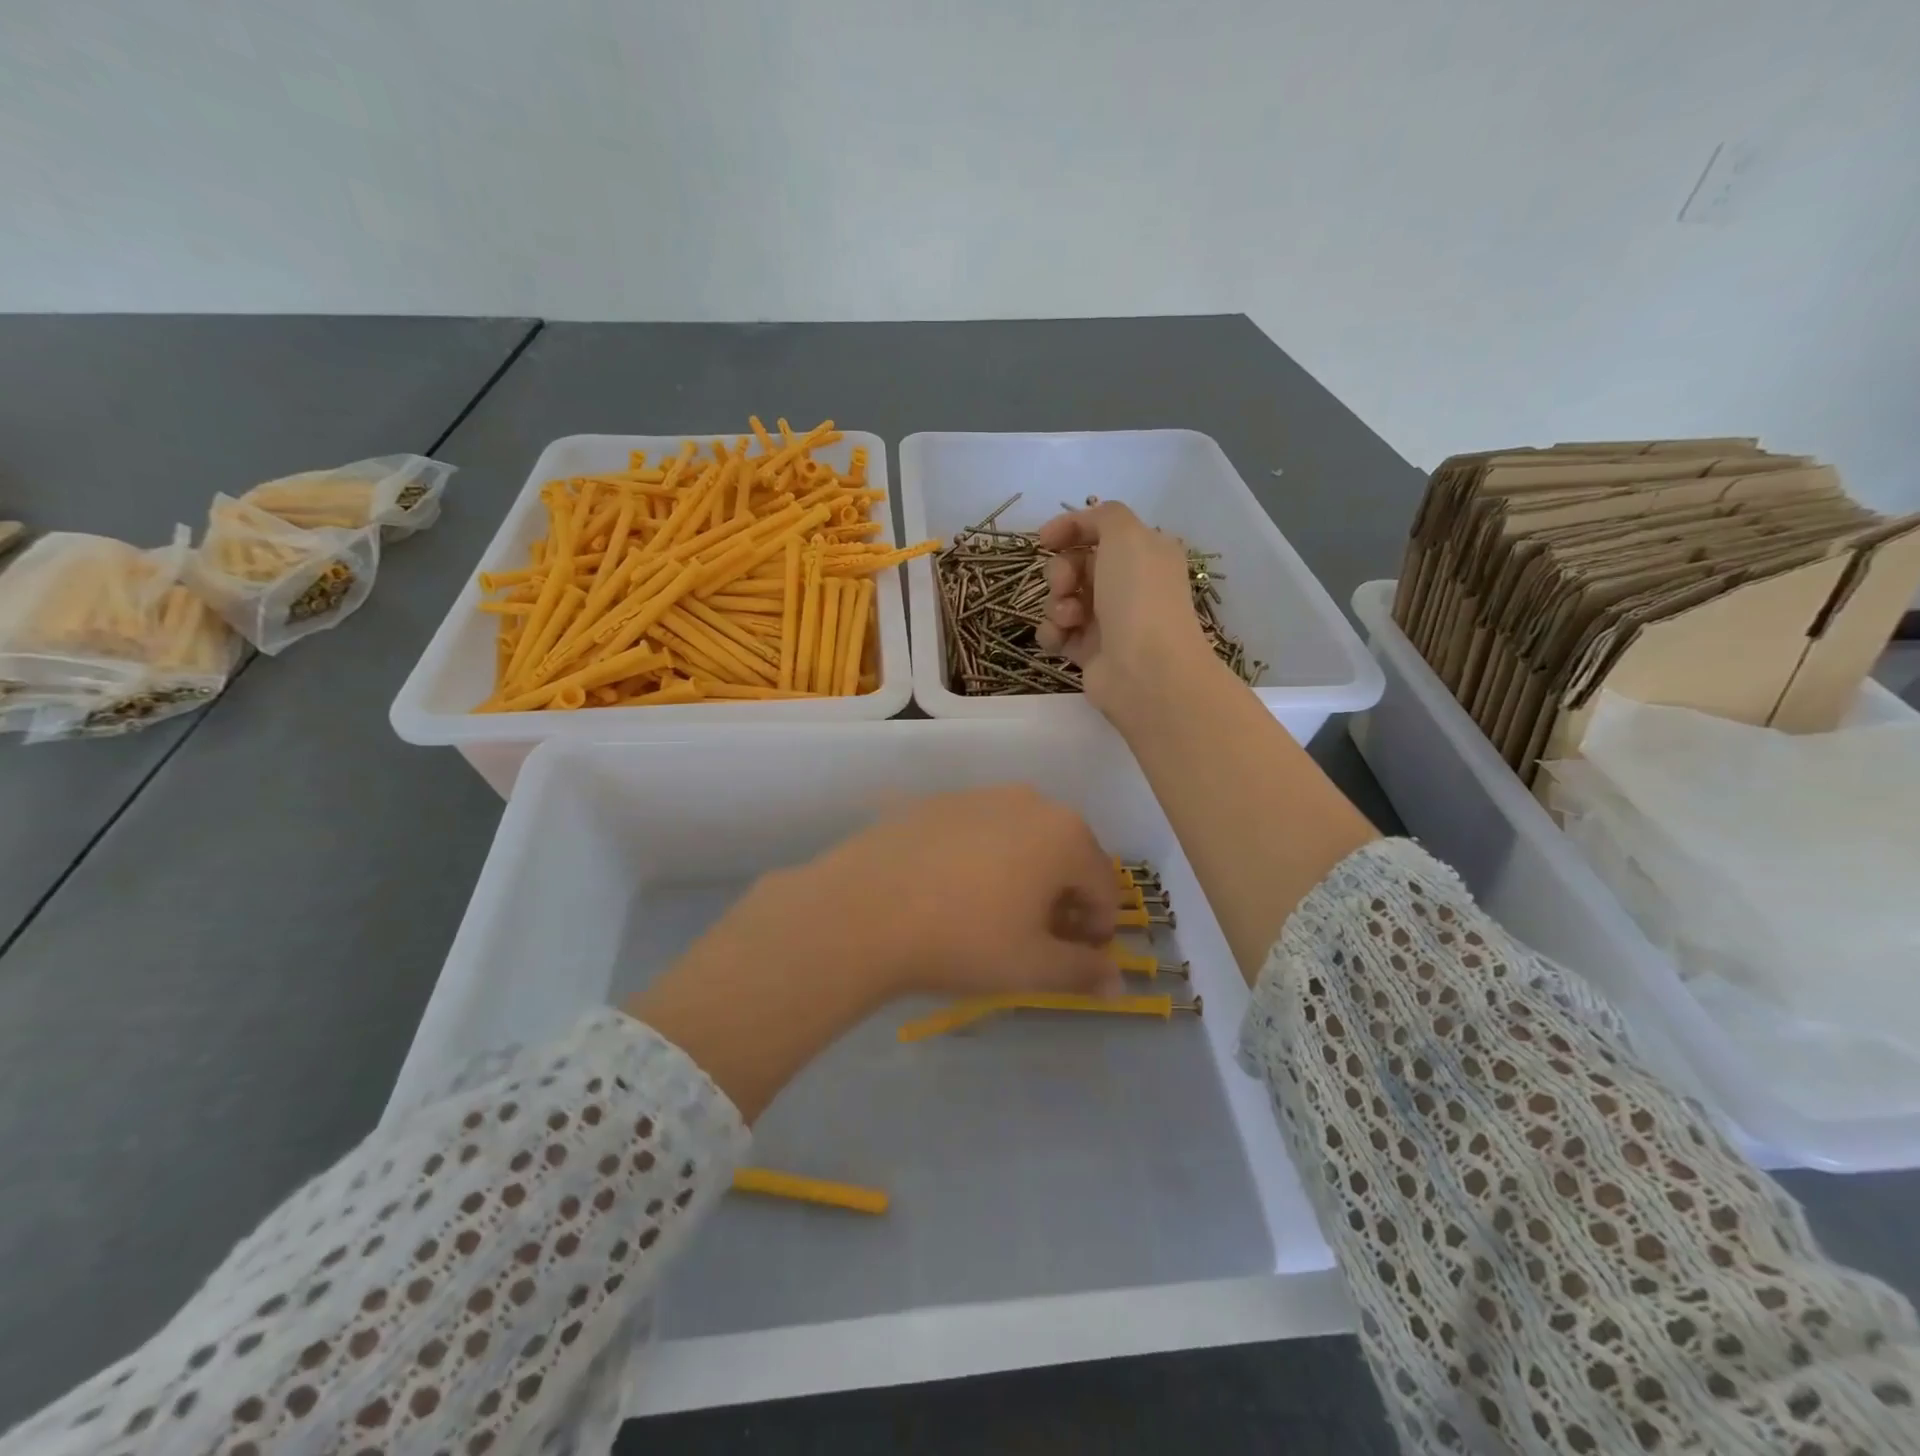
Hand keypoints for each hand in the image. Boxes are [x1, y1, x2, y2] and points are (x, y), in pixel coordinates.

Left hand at [802, 785, 1122, 998]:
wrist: (863, 908)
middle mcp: (1030, 801)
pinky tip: (954, 891)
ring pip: (1023, 838)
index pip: (1104, 885)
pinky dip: (984, 858)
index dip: (1099, 927)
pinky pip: (980, 831)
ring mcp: (980, 795)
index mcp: (1065, 834)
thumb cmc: (963, 939)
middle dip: (1064, 898)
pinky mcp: (937, 801)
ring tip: (997, 915)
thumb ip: (1082, 972)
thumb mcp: (1031, 967)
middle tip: (1040, 939)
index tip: (1078, 958)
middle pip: (1066, 854)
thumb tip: (1116, 982)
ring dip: (1026, 875)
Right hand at [1035, 502, 1212, 713]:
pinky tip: (1060, 638)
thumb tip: (1082, 525)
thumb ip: (1104, 516)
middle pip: (1075, 565)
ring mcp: (1109, 620)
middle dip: (1061, 571)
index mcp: (1144, 553)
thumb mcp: (1127, 535)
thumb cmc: (1138, 597)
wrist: (1146, 670)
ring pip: (1062, 599)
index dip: (1070, 529)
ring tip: (1069, 618)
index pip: (1099, 531)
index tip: (1044, 539)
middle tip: (1065, 585)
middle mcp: (1128, 584)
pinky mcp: (1090, 651)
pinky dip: (1053, 633)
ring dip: (1055, 603)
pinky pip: (1058, 632)